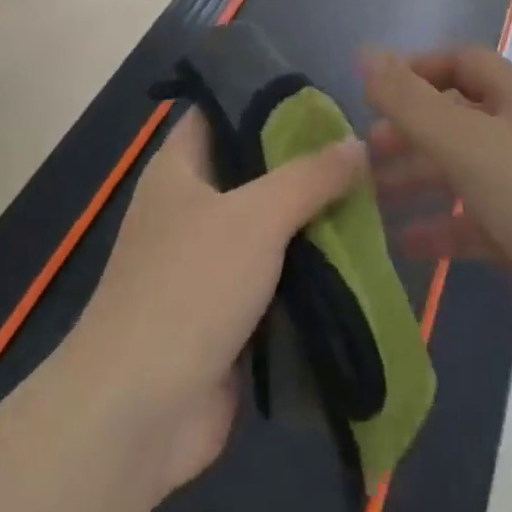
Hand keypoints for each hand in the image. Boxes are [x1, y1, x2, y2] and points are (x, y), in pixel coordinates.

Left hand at [67, 107, 366, 498]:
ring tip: (373, 199)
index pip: (221, 110)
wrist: (138, 412)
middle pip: (252, 171)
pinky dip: (308, 271)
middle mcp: (189, 208)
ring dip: (312, 222)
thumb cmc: (190, 287)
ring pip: (268, 228)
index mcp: (179, 169)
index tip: (323, 99)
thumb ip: (309, 177)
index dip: (267, 99)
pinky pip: (273, 278)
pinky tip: (356, 259)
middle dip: (304, 166)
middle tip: (363, 153)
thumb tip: (356, 145)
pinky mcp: (224, 314)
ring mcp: (205, 264)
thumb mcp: (256, 216)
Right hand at [363, 48, 511, 365]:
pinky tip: (404, 244)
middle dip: (409, 132)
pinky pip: (472, 224)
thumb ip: (410, 100)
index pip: (460, 63)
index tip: (373, 94)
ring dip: (417, 180)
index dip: (416, 70)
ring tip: (371, 197)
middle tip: (366, 153)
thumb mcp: (468, 142)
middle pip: (455, 119)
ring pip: (460, 172)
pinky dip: (440, 229)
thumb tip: (365, 53)